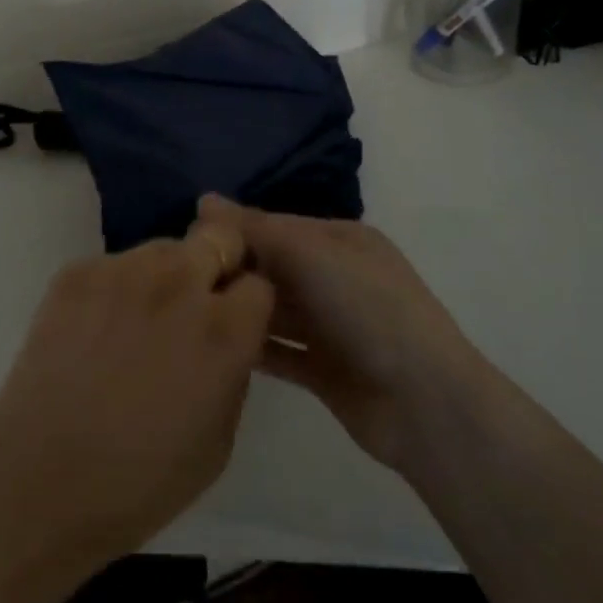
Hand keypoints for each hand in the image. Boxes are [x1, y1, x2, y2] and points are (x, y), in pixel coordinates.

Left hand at [0, 220, 272, 602]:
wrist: (37, 483)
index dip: (248, 304)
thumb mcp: (219, 440)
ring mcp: (122, 270)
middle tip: (194, 307)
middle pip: (218, 238)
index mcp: (223, 329)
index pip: (258, 283)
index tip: (234, 322)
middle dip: (217, 266)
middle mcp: (178, 284)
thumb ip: (233, 369)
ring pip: (163, 249)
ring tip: (138, 323)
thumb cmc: (139, 483)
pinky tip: (96, 331)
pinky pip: (114, 265)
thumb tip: (227, 336)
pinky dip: (117, 288)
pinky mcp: (76, 272)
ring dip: (166, 276)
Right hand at [199, 194, 475, 474]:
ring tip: (187, 312)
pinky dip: (253, 347)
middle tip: (178, 279)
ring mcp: (332, 326)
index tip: (187, 240)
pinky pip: (280, 352)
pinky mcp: (324, 370)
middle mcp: (336, 277)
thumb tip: (204, 199)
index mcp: (341, 240)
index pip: (276, 225)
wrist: (424, 402)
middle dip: (235, 269)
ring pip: (275, 310)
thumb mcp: (311, 254)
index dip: (235, 230)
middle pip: (274, 266)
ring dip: (241, 308)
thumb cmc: (367, 308)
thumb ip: (257, 229)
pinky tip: (213, 346)